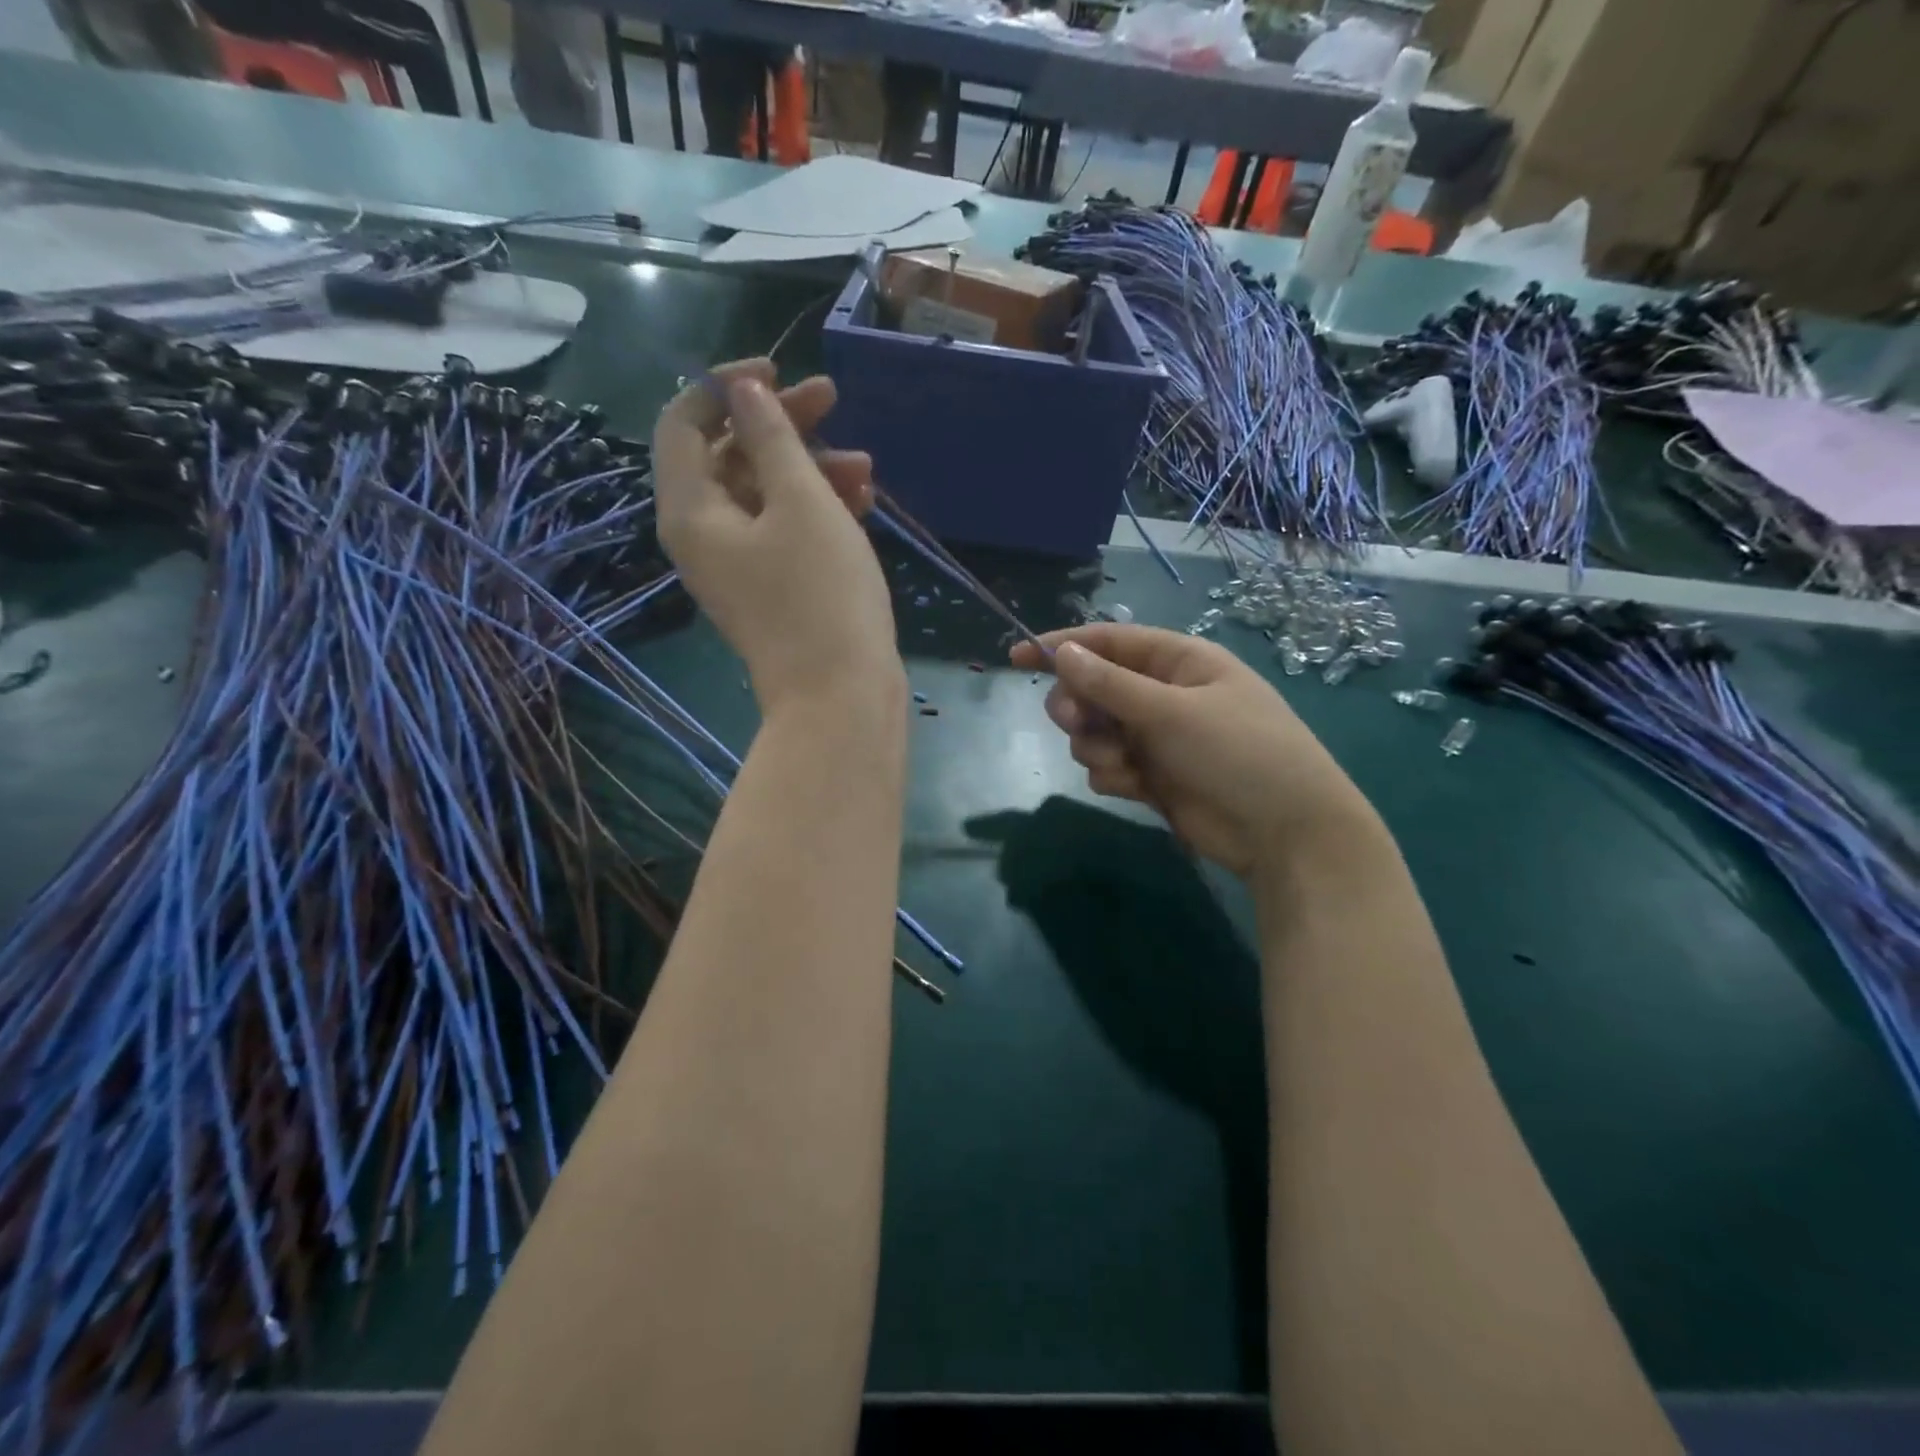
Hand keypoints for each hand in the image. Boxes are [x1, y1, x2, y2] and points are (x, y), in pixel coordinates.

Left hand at [654, 359, 901, 714]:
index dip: (725, 388)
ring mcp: (739, 567)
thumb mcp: (801, 501)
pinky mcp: (773, 589)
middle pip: (728, 456)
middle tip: (832, 400)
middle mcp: (704, 536)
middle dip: (780, 425)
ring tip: (866, 468)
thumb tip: (744, 389)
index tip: (779, 373)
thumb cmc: (821, 593)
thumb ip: (772, 436)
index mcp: (691, 510)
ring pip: (764, 494)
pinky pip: (784, 531)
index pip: (682, 423)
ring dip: (810, 468)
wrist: (841, 695)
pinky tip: (863, 501)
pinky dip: (817, 509)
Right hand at [1011, 624, 1372, 877]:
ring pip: (1094, 731)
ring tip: (1125, 765)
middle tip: (1075, 723)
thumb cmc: (1238, 753)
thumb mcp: (1172, 711)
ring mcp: (1156, 737)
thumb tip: (1062, 653)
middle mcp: (1162, 694)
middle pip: (1092, 688)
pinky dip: (1112, 774)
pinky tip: (1136, 787)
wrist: (1284, 832)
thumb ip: (1111, 685)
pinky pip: (1106, 764)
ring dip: (1097, 746)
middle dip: (1078, 707)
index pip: (1108, 642)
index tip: (1017, 657)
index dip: (1061, 645)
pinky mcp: (1150, 775)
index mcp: (1177, 661)